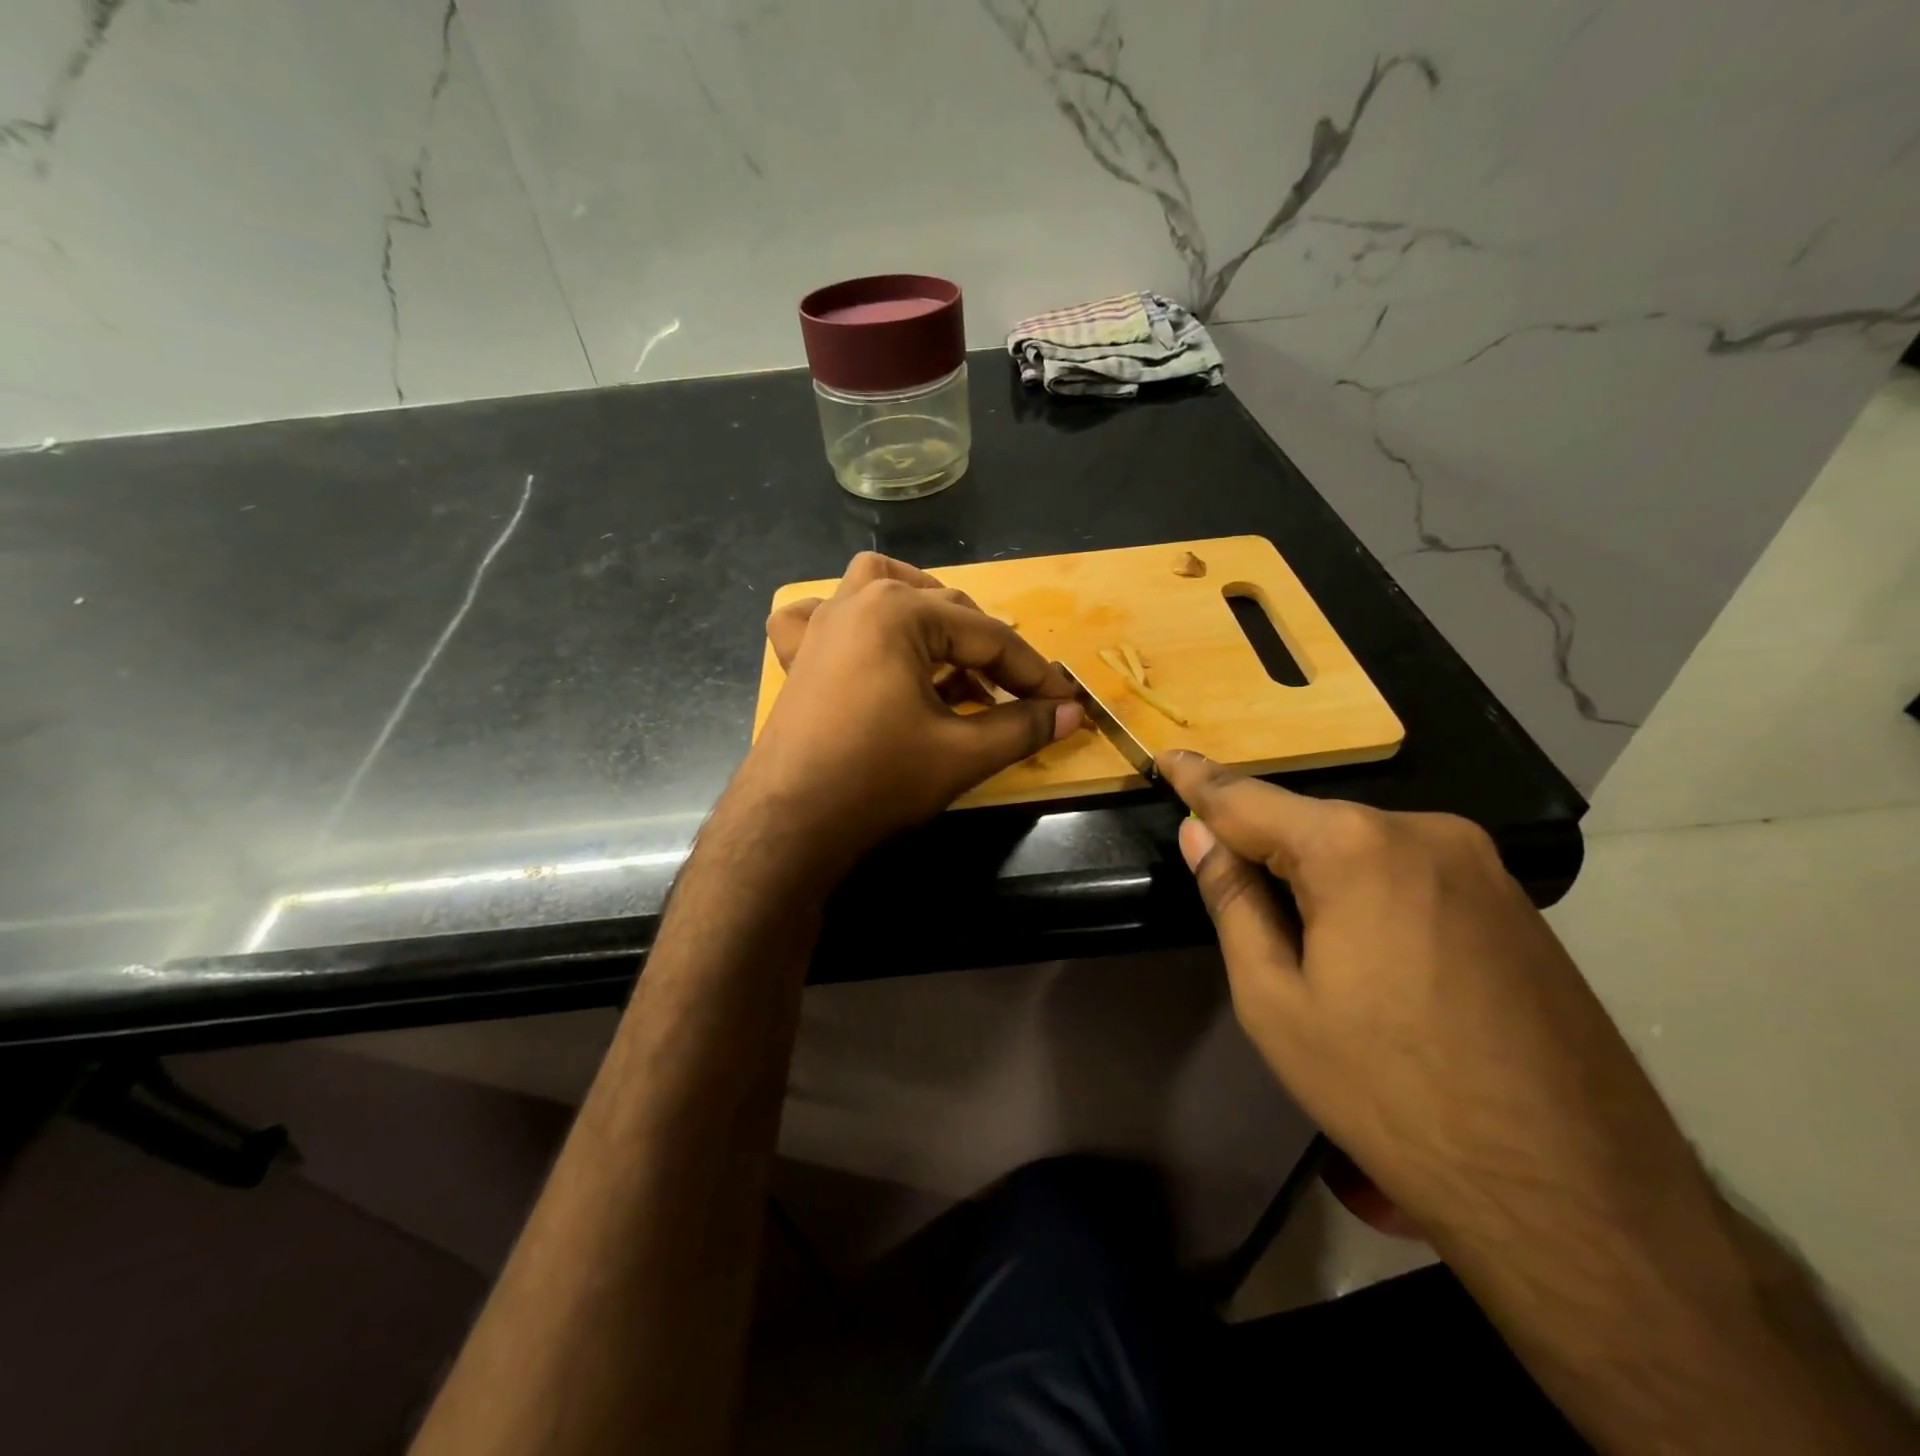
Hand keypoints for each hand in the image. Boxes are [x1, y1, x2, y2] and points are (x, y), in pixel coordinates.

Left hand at [736, 553, 1083, 869]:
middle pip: (944, 609)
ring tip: (952, 655)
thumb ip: (1023, 727)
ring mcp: (821, 624)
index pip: (988, 636)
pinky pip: (823, 614)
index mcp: (900, 612)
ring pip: (885, 590)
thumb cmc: (878, 781)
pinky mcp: (799, 654)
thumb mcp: (962, 754)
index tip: (1065, 701)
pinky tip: (866, 645)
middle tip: (1017, 696)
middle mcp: (858, 601)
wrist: (789, 825)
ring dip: (926, 613)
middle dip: (987, 652)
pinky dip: (851, 620)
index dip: (1033, 672)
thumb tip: (1072, 713)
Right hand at [1157, 750, 1718, 1265]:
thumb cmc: (1389, 1092)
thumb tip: (1200, 835)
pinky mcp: (1514, 900)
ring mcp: (1480, 862)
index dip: (1199, 780)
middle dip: (1263, 844)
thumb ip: (1232, 901)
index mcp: (1354, 847)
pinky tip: (1375, 956)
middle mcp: (1423, 831)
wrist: (1575, 1193)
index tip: (1165, 758)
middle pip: (1310, 823)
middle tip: (1228, 881)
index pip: (1248, 799)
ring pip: (1363, 848)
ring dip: (1319, 873)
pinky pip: (1412, 873)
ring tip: (1305, 942)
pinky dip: (1370, 890)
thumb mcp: (1275, 1002)